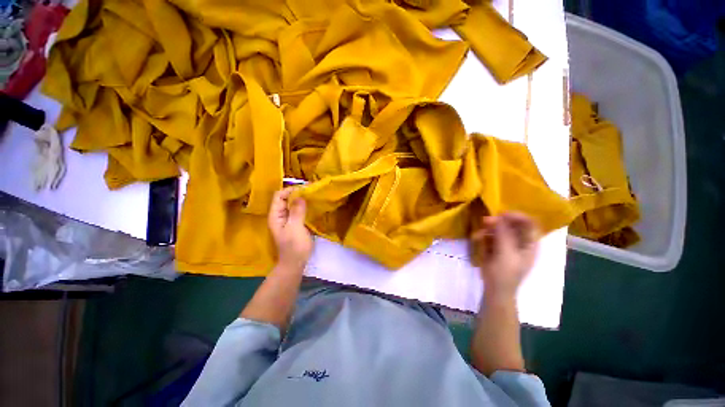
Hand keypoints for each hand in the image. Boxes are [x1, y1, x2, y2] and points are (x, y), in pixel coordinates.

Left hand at [268, 187, 313, 268]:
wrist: (295, 264)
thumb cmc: (294, 247)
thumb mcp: (295, 228)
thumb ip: (297, 212)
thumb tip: (300, 196)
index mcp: (276, 215)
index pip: (279, 196)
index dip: (290, 190)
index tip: (305, 188)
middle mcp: (280, 215)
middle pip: (286, 199)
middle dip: (297, 193)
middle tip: (311, 191)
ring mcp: (288, 220)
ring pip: (293, 205)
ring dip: (302, 199)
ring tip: (314, 196)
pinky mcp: (295, 224)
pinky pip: (299, 211)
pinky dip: (305, 206)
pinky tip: (313, 206)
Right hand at [470, 212, 538, 300]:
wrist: (495, 290)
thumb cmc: (505, 273)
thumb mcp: (505, 253)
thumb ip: (503, 234)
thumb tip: (496, 217)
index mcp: (529, 244)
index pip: (529, 223)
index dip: (517, 216)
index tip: (500, 214)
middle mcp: (520, 241)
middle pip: (512, 224)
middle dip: (499, 222)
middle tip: (485, 222)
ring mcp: (507, 244)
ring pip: (499, 229)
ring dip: (489, 229)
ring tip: (479, 234)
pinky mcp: (496, 247)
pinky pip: (491, 236)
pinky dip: (484, 236)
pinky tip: (478, 239)